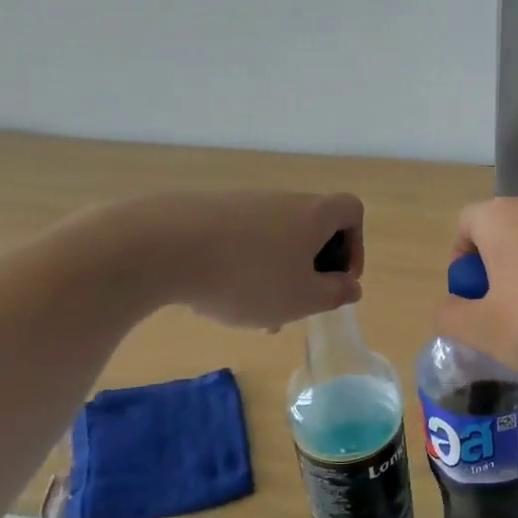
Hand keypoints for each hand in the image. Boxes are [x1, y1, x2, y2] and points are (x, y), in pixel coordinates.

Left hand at [107, 191, 365, 329]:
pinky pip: (240, 242)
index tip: (338, 279)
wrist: (162, 246)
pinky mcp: (207, 215)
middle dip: (310, 270)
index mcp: (314, 214)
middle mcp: (282, 202)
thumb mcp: (302, 298)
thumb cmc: (249, 276)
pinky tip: (219, 298)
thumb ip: (334, 294)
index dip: (355, 246)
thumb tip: (350, 286)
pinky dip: (241, 268)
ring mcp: (242, 205)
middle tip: (297, 305)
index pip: (351, 212)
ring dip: (274, 276)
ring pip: (273, 242)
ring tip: (255, 315)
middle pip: (311, 230)